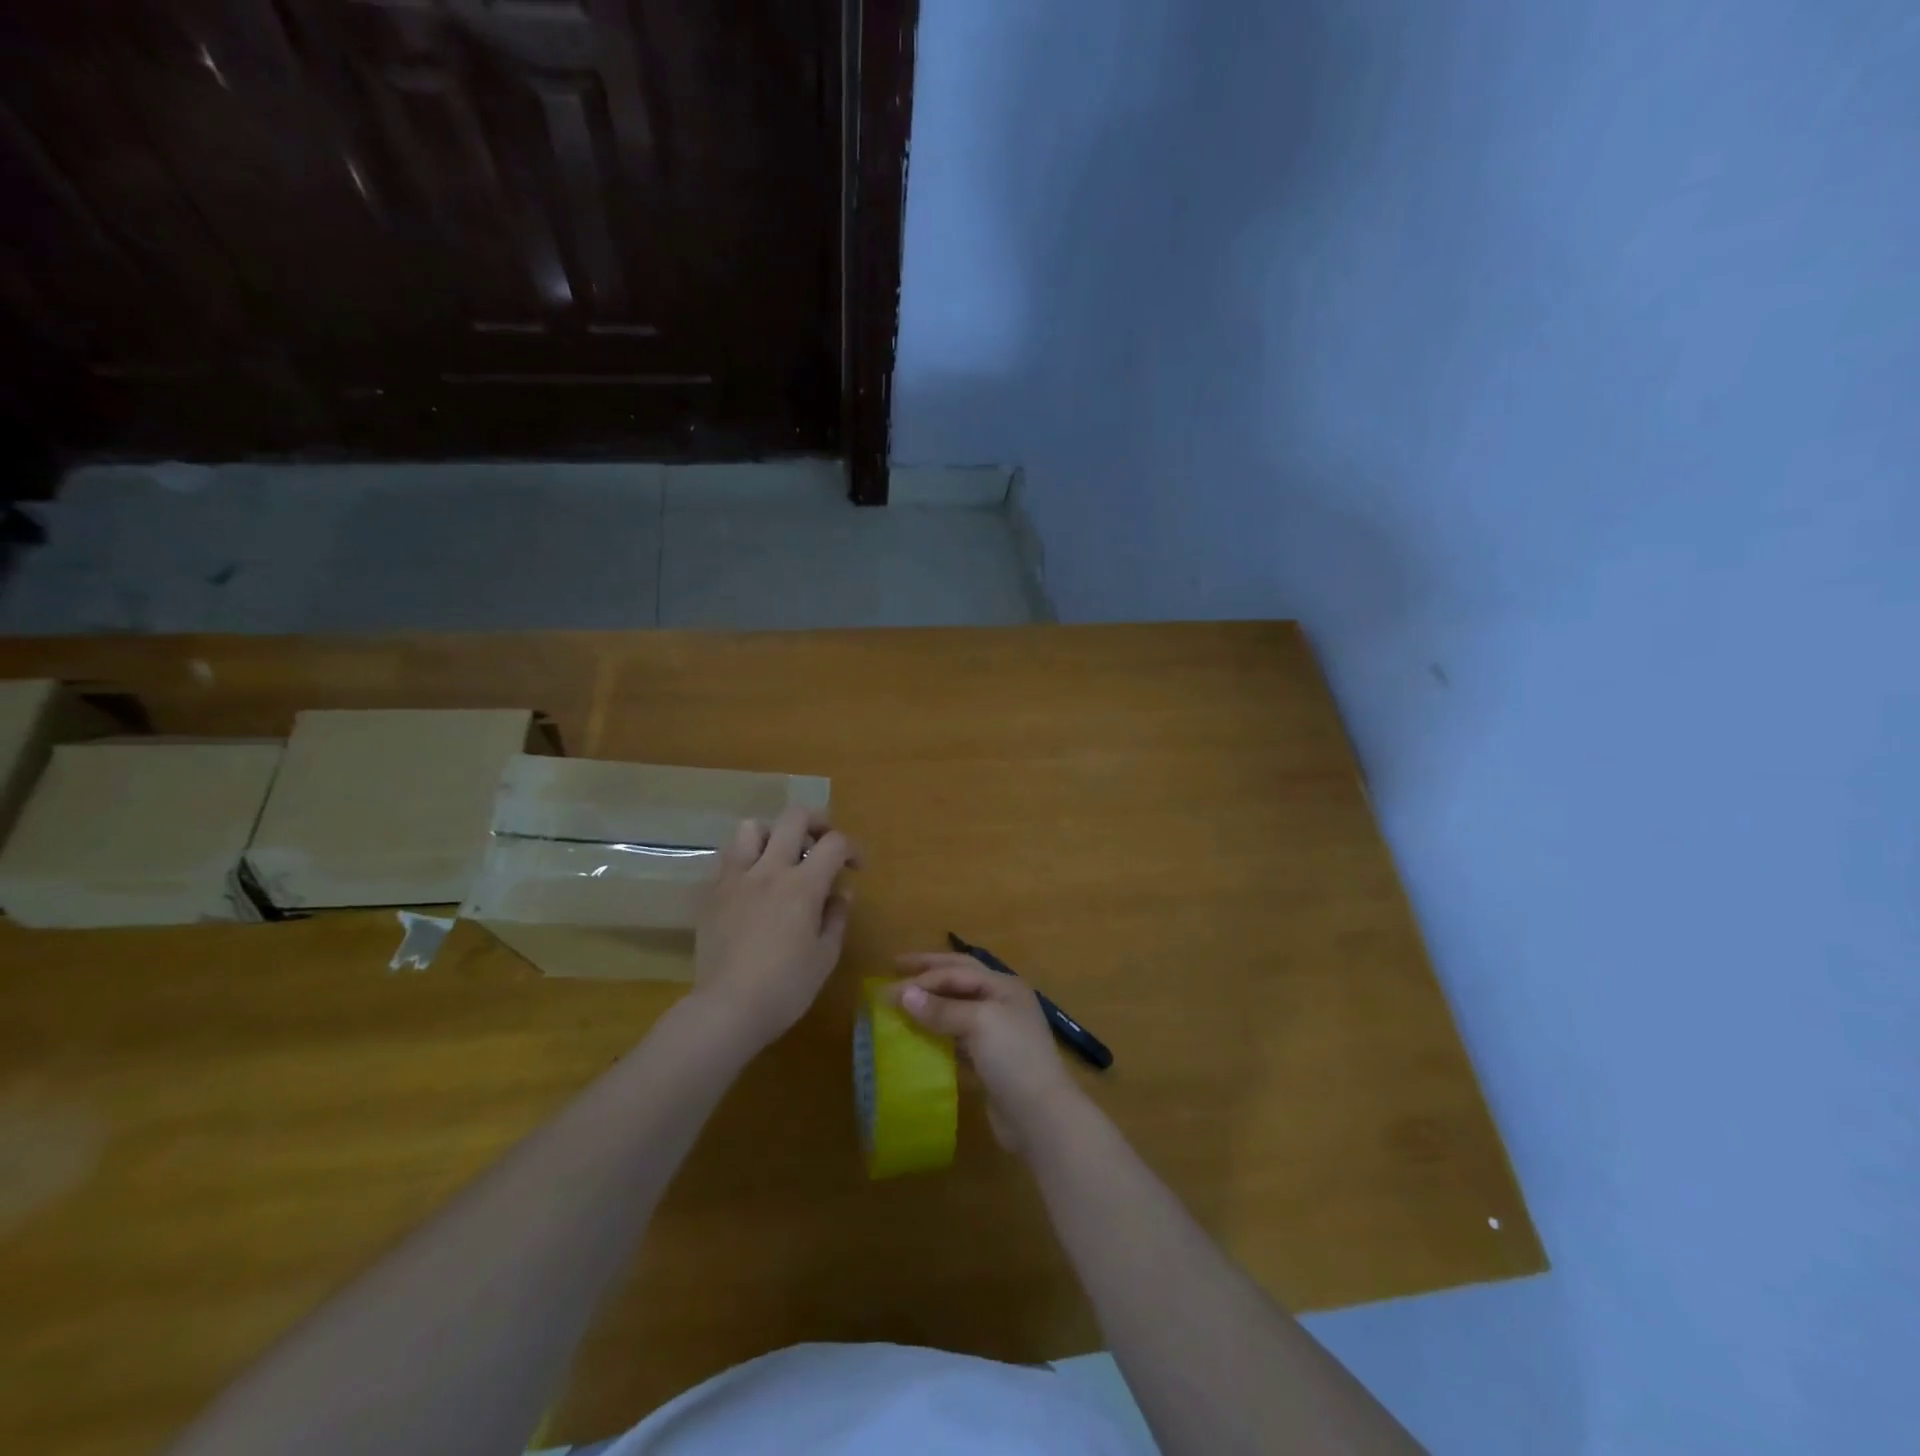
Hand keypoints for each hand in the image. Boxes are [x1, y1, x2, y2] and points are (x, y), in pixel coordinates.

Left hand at [693, 806, 857, 1053]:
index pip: (834, 843)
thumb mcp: (825, 956)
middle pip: (793, 817)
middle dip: (816, 822)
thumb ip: (836, 918)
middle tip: (822, 844)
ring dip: (772, 835)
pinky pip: (727, 859)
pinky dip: (745, 861)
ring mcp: (735, 878)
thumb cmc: (786, 987)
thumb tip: (839, 894)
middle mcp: (769, 870)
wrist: (727, 1009)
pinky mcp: (711, 893)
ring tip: (780, 858)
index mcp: (803, 885)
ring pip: (751, 827)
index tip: (855, 869)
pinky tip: (752, 886)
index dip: (851, 849)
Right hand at [891, 953, 1081, 1151]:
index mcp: (1003, 986)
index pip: (957, 971)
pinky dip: (937, 1034)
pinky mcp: (989, 1062)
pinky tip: (918, 1038)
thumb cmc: (1012, 1057)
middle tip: (896, 966)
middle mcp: (1001, 1003)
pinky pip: (957, 1038)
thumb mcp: (978, 1023)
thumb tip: (904, 995)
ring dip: (930, 1004)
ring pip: (957, 1009)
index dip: (923, 977)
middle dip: (928, 972)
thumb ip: (941, 1009)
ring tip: (903, 1003)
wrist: (1039, 1115)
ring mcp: (997, 1033)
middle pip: (959, 980)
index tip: (887, 988)